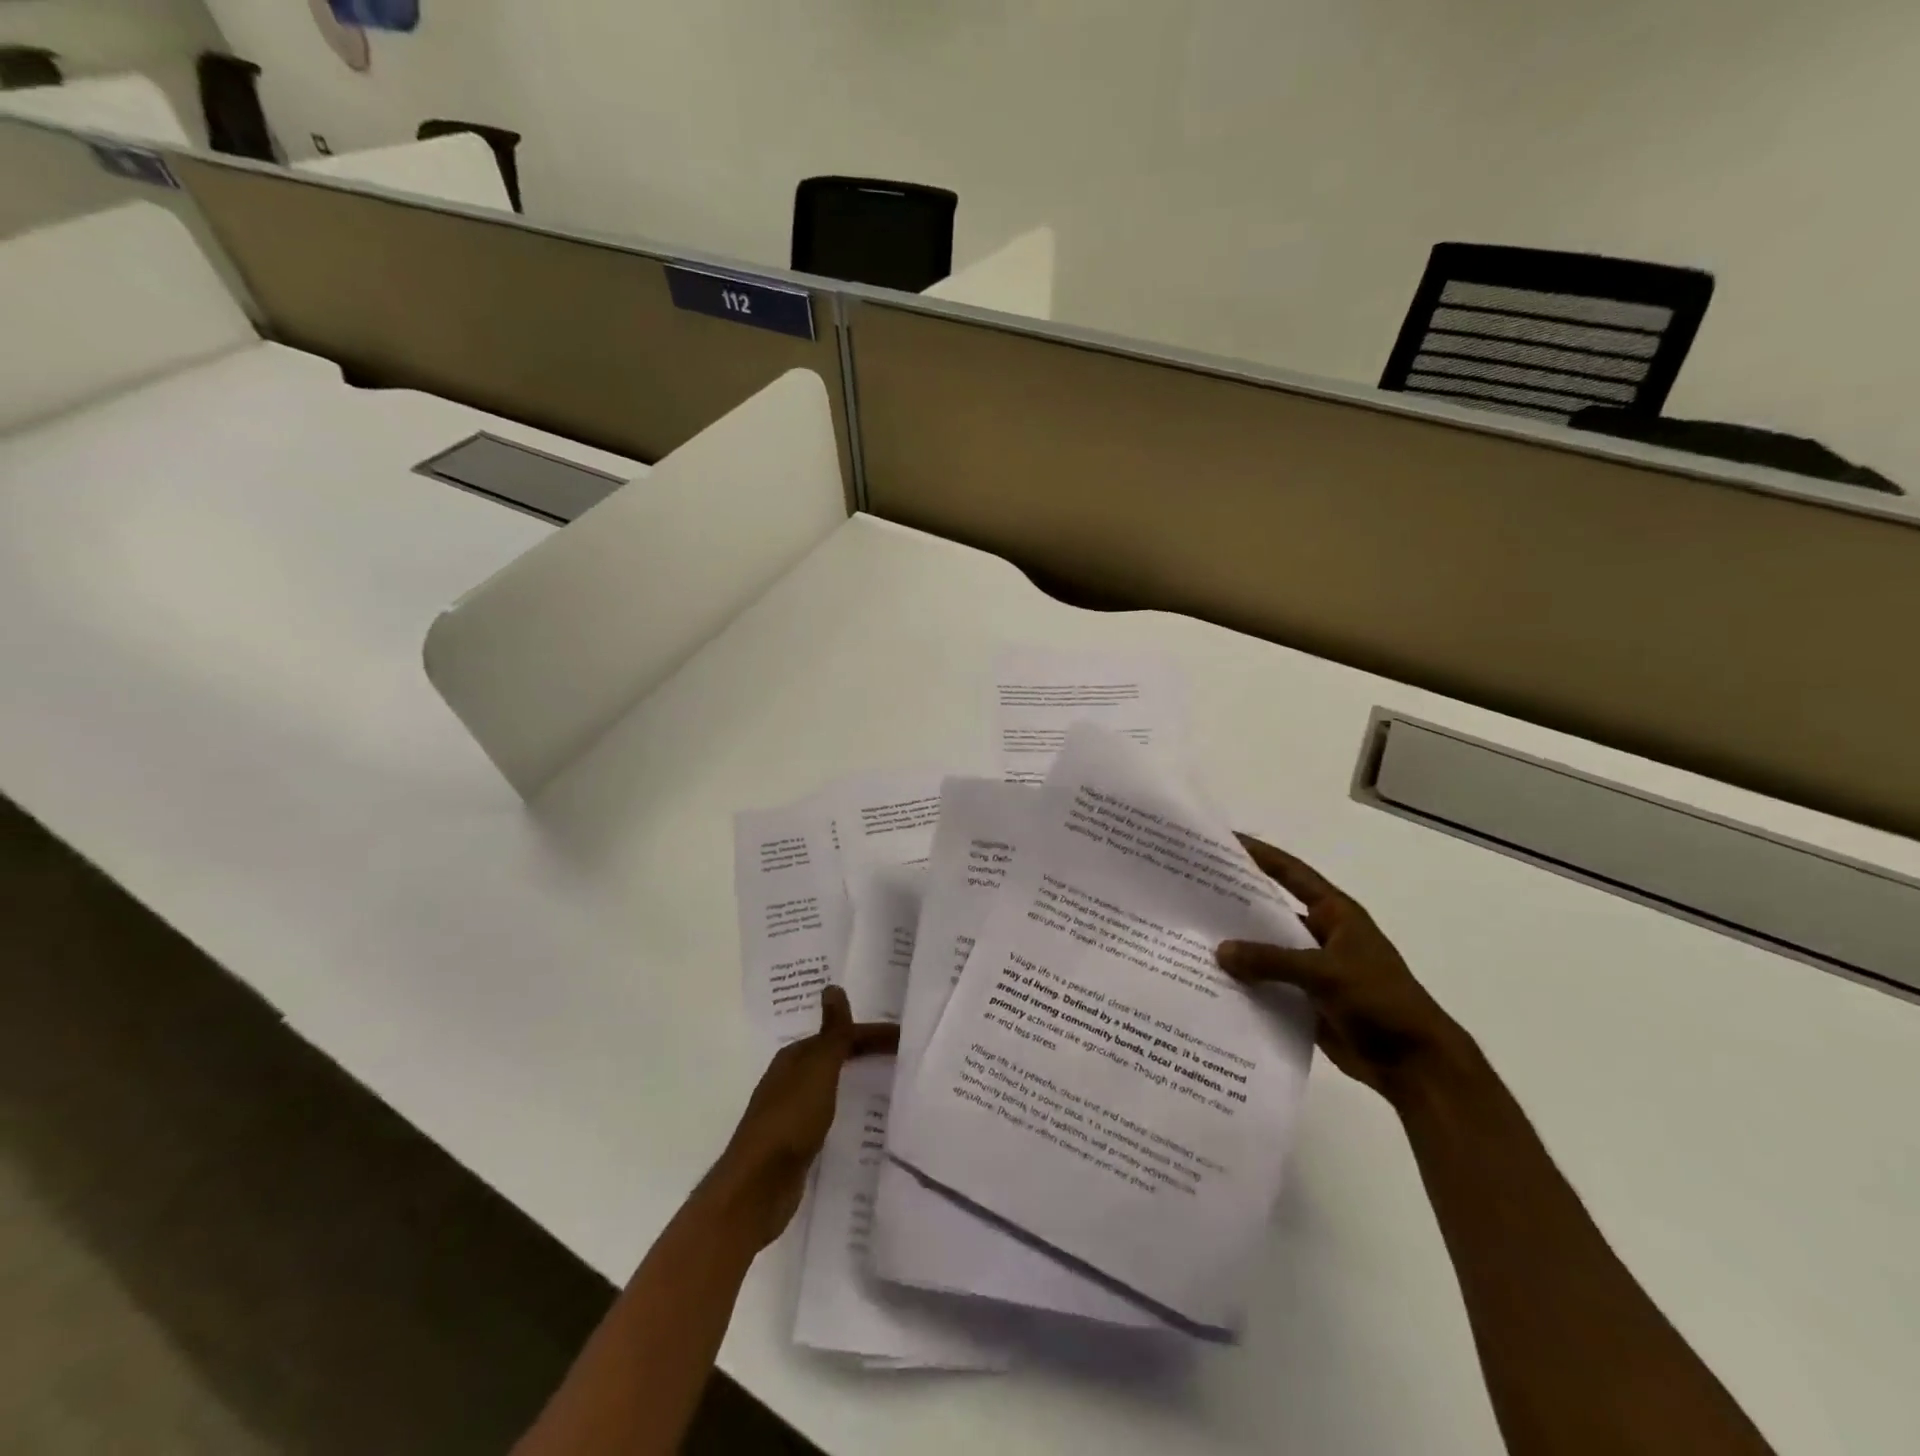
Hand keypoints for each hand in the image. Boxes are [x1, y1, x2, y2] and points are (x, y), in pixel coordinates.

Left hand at [700, 986, 898, 1250]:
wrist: (757, 1187)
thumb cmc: (790, 1119)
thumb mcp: (817, 1070)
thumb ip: (831, 1034)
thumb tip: (832, 987)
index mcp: (795, 1058)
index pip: (841, 1035)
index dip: (873, 1034)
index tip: (907, 1039)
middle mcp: (791, 1079)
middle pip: (835, 1057)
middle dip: (866, 1052)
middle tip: (904, 1056)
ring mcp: (792, 1112)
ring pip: (832, 1086)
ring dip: (857, 1079)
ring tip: (891, 1084)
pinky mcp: (797, 1143)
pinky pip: (830, 1115)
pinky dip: (848, 1109)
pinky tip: (863, 1121)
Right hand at [1217, 835, 1462, 1104]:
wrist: (1415, 1065)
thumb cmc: (1379, 1001)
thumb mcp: (1325, 973)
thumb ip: (1271, 960)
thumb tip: (1219, 951)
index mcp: (1335, 914)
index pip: (1291, 873)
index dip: (1260, 855)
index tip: (1225, 840)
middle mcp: (1321, 934)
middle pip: (1272, 911)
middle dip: (1236, 903)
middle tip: (1191, 892)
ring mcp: (1313, 968)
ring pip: (1266, 950)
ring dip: (1237, 948)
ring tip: (1191, 938)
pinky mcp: (1306, 1000)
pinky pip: (1268, 984)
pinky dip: (1245, 983)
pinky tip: (1211, 982)